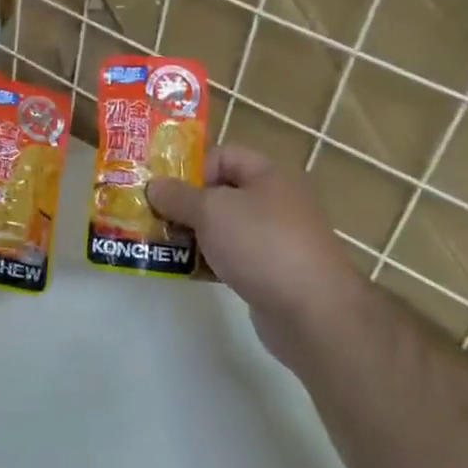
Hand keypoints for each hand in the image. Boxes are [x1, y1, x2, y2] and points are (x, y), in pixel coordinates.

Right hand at [146, 147, 366, 355]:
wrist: (313, 312)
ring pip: (223, 227)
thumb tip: (154, 185)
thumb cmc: (261, 245)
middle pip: (220, 192)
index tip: (165, 190)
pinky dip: (208, 261)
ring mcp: (275, 238)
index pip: (223, 155)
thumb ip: (178, 196)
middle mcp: (274, 201)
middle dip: (185, 204)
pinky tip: (185, 271)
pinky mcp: (271, 272)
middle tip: (153, 218)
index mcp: (267, 175)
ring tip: (161, 246)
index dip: (192, 167)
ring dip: (193, 235)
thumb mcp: (211, 211)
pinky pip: (231, 256)